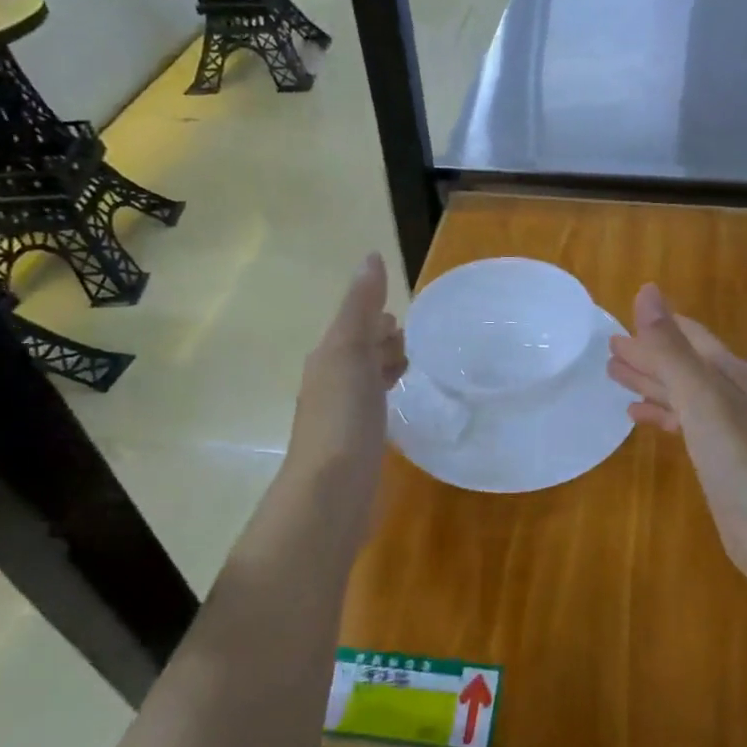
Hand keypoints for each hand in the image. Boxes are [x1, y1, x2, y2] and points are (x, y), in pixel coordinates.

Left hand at [284, 253, 406, 519]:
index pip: (355, 325)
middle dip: (383, 341)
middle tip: (418, 340)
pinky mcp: (358, 445)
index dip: (376, 316)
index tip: (405, 314)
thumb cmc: (343, 415)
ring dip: (386, 369)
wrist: (331, 491)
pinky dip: (388, 398)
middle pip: (360, 351)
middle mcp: (332, 383)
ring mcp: (343, 417)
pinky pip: (375, 409)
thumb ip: (360, 306)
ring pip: (367, 381)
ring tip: (415, 368)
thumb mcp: (351, 350)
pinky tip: (403, 408)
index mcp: (329, 358)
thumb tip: (371, 256)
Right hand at [609, 285, 746, 604]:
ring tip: (614, 375)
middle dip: (648, 353)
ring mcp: (724, 430)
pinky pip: (682, 425)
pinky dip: (659, 415)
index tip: (622, 318)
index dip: (657, 326)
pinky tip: (637, 417)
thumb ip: (670, 348)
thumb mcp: (701, 397)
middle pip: (682, 364)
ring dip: (650, 382)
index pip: (688, 336)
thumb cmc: (740, 459)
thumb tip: (646, 291)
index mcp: (726, 374)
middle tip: (610, 347)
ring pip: (680, 394)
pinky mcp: (717, 461)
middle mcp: (727, 395)